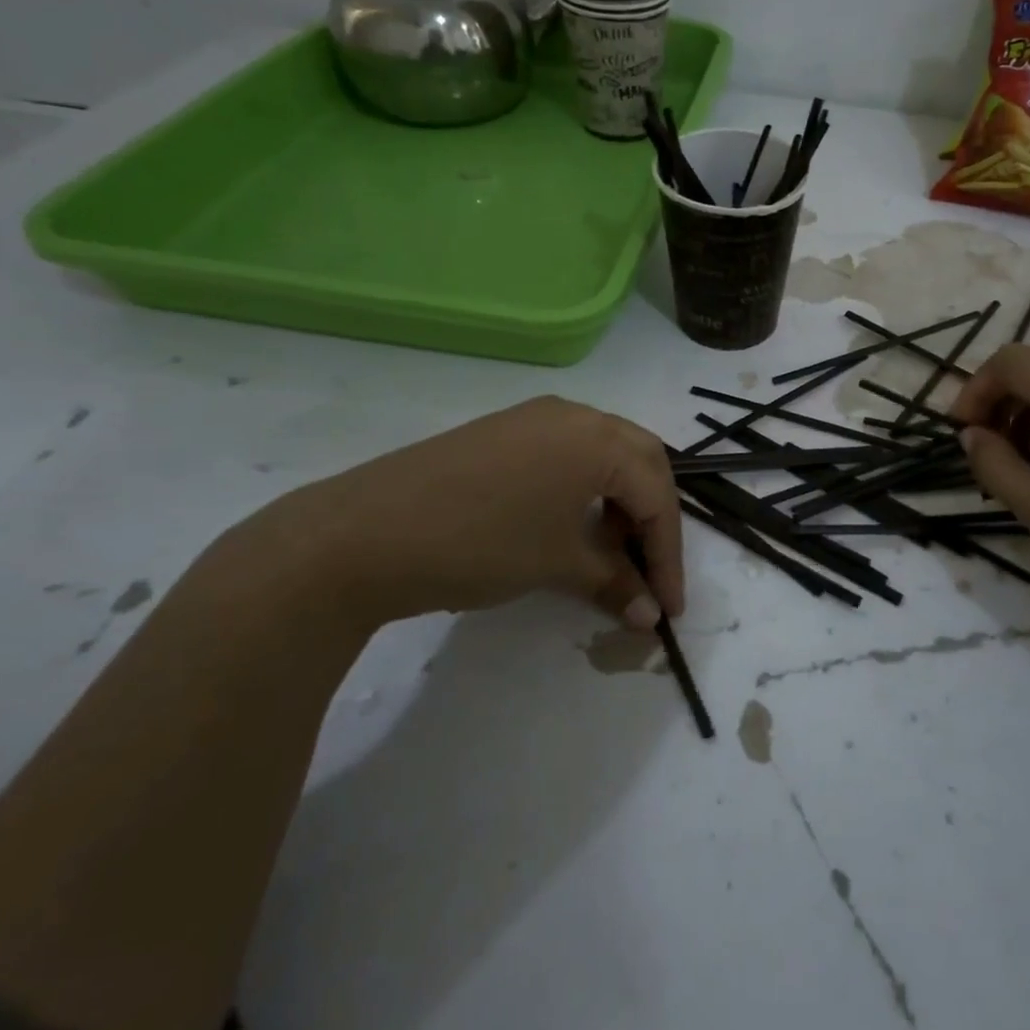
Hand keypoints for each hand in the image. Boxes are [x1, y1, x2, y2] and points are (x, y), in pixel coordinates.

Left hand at [245, 396, 683, 635]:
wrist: (361, 534)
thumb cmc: (480, 543)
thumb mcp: (556, 564)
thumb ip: (614, 582)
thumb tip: (649, 615)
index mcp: (597, 437)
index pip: (657, 495)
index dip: (668, 555)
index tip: (668, 607)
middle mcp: (574, 414)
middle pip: (640, 463)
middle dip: (652, 519)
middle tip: (649, 569)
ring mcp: (533, 418)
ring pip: (603, 455)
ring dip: (619, 502)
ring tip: (608, 552)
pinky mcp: (502, 432)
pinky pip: (566, 454)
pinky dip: (584, 490)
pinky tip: (568, 525)